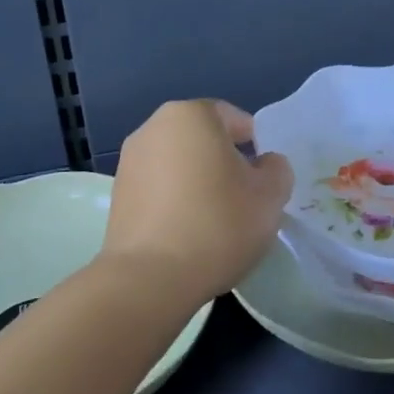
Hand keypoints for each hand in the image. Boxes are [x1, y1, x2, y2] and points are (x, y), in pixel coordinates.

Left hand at [101, 100, 294, 303]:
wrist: (150, 278)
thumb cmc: (218, 224)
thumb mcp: (270, 196)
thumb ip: (276, 170)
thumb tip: (264, 165)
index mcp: (191, 115)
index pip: (234, 118)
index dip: (256, 145)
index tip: (265, 177)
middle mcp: (153, 128)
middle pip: (203, 139)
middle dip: (225, 162)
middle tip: (246, 197)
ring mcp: (129, 162)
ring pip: (179, 164)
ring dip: (199, 182)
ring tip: (217, 220)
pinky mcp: (117, 197)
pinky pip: (159, 189)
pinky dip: (176, 202)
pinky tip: (190, 233)